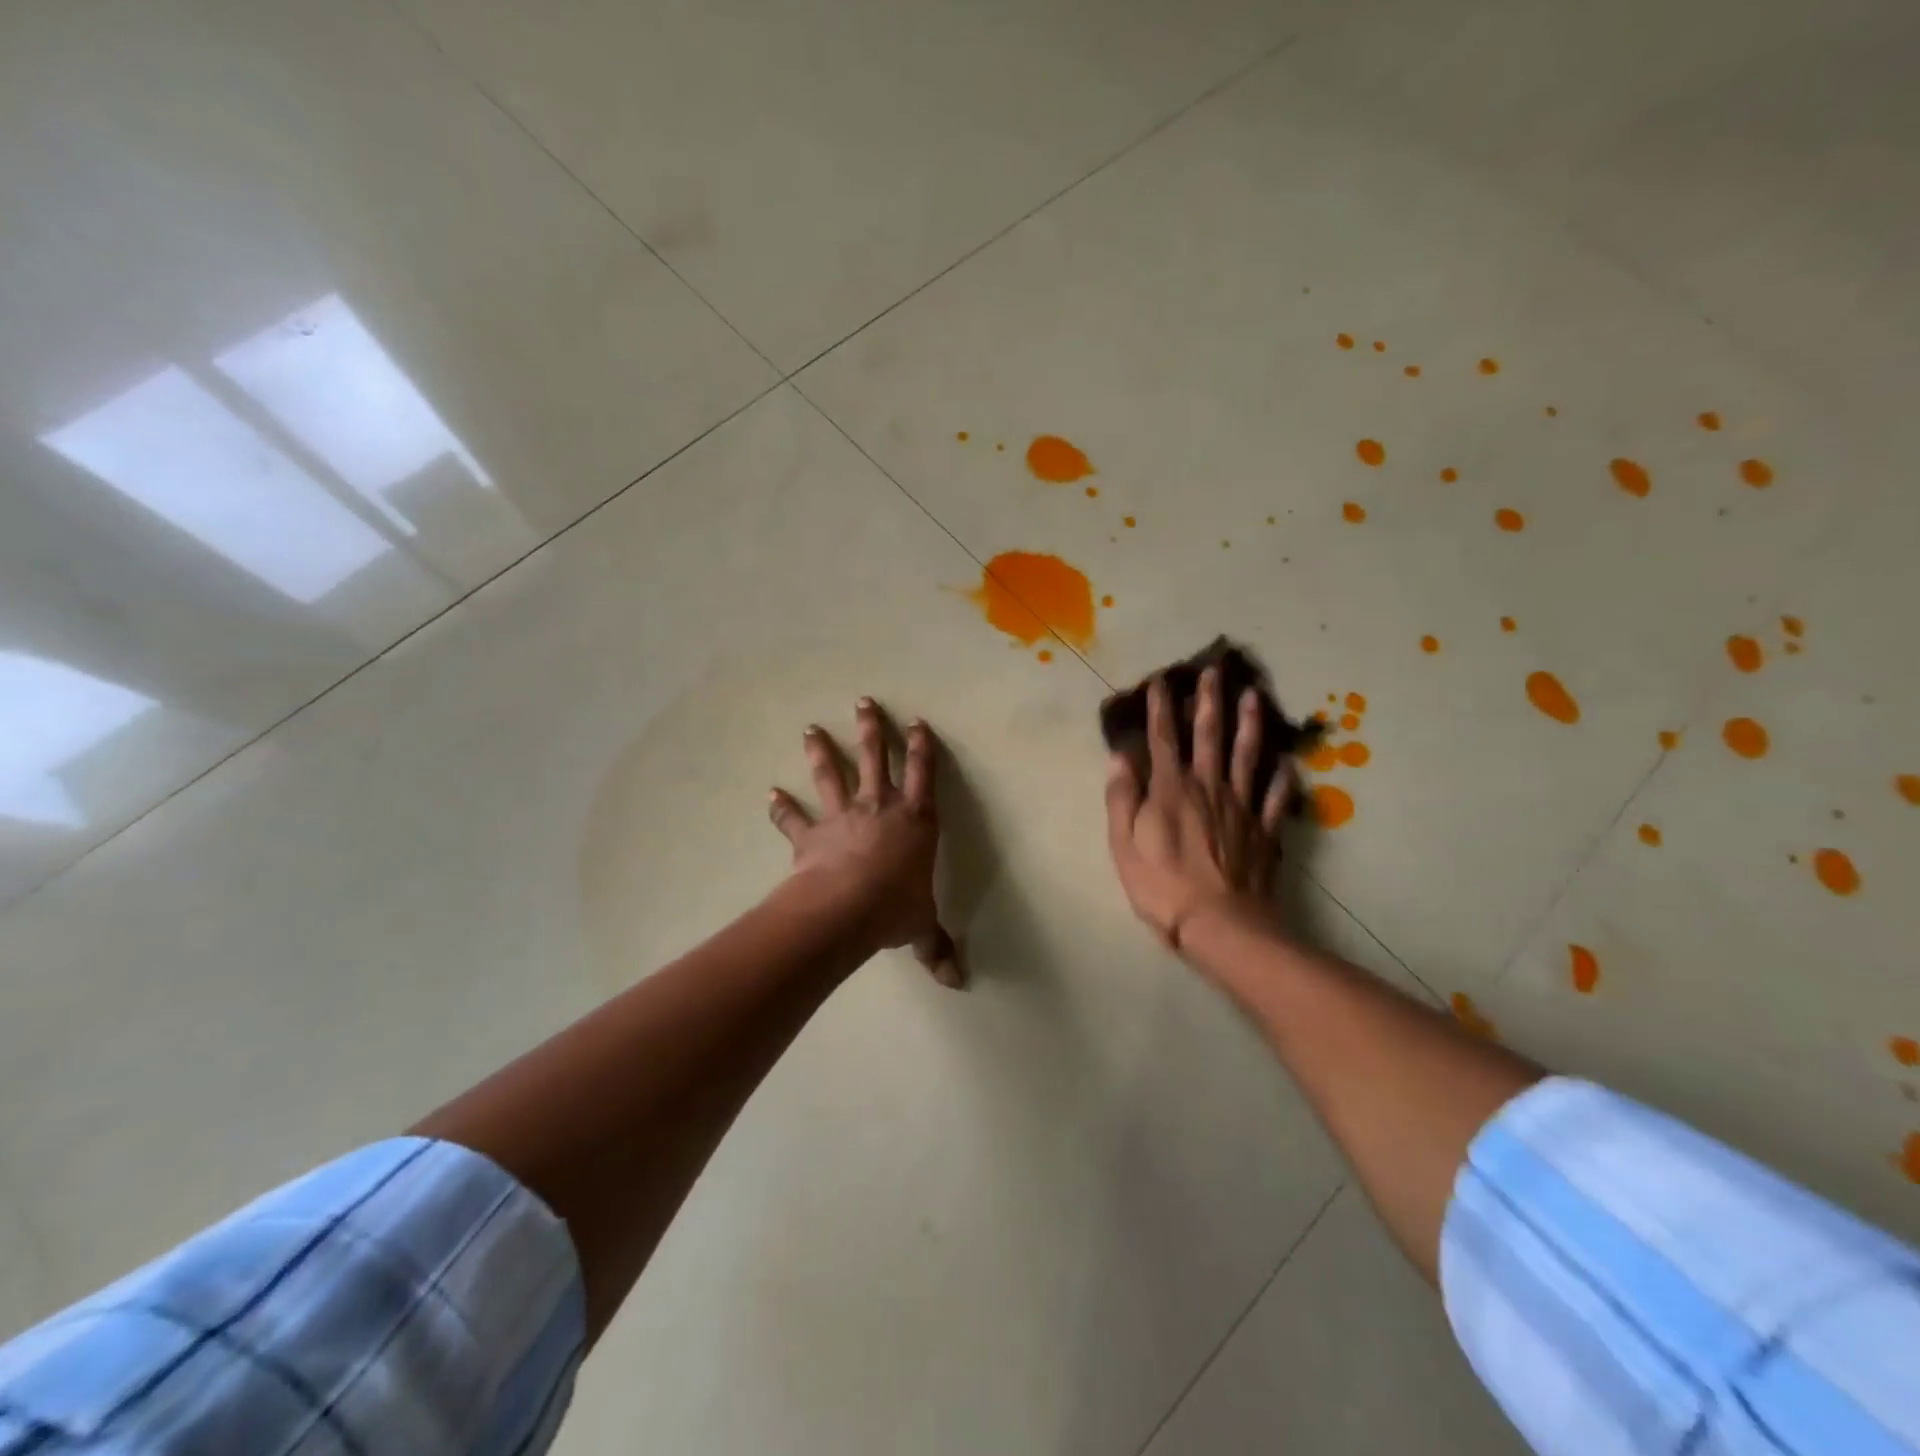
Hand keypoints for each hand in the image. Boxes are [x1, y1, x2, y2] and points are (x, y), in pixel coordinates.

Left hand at [769, 698, 961, 987]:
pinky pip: (794, 819)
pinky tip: (770, 794)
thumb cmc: (894, 908)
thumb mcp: (921, 926)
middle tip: (864, 702)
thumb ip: (936, 947)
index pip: (924, 775)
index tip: (918, 722)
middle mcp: (880, 809)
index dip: (922, 747)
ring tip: (810, 729)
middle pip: (876, 759)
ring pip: (833, 775)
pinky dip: (781, 808)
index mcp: (915, 821)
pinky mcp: (812, 835)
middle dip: (872, 730)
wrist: (846, 908)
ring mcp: (843, 817)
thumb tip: (957, 982)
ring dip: (821, 751)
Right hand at [1104, 669, 1290, 951]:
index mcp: (1170, 790)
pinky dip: (1281, 779)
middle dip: (1210, 701)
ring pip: (1247, 756)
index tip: (1161, 681)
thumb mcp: (1123, 844)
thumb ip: (1122, 798)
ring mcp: (1240, 808)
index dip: (1161, 708)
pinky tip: (1287, 763)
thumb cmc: (1161, 886)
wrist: (1220, 924)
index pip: (1163, 739)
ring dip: (1250, 724)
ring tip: (1255, 696)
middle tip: (1216, 670)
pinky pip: (1274, 798)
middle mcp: (1208, 788)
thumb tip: (1120, 757)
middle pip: (1210, 736)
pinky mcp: (1263, 831)